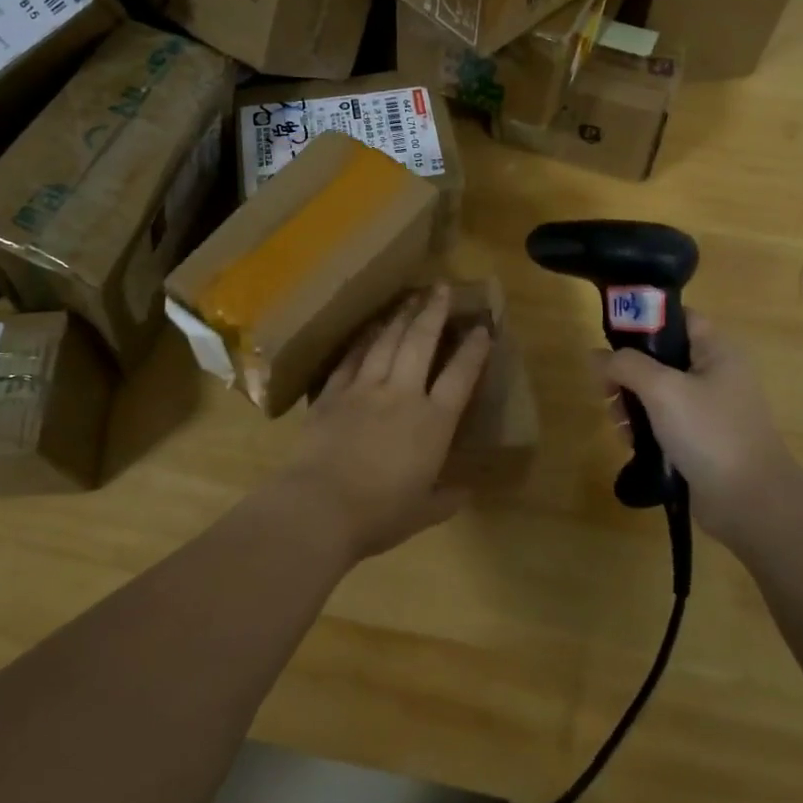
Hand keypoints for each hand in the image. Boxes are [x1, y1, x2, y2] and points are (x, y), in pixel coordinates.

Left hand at [278, 285, 493, 563]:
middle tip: (442, 288)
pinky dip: (362, 340)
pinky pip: (351, 359)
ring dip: (400, 317)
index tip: (482, 328)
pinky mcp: (332, 394)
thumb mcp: (423, 513)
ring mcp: (364, 389)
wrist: (320, 506)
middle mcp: (402, 395)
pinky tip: (369, 327)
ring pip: (386, 342)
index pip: (460, 376)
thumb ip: (446, 498)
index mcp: (432, 423)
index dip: (473, 350)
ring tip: (410, 297)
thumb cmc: (379, 515)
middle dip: (434, 312)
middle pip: (421, 343)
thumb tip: (466, 491)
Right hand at [598, 312, 802, 550]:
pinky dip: (645, 427)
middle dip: (629, 372)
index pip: (678, 319)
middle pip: (661, 357)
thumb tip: (597, 356)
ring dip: (631, 403)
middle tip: (608, 391)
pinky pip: (665, 421)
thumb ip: (626, 365)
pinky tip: (630, 442)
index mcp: (717, 352)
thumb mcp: (662, 389)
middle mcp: (716, 374)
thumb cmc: (709, 432)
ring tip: (618, 423)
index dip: (645, 321)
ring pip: (658, 392)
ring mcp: (710, 409)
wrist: (750, 501)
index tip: (612, 338)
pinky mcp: (702, 439)